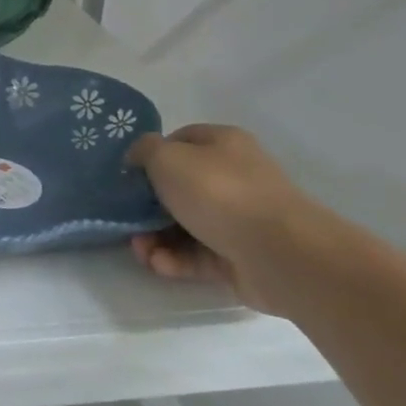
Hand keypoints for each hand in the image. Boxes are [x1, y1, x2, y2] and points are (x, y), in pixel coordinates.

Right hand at [125, 124, 327, 314]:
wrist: (279, 252)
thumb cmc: (218, 193)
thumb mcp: (167, 158)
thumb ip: (145, 150)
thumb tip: (139, 157)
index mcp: (222, 145)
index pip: (179, 141)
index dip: (150, 156)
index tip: (128, 176)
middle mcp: (233, 178)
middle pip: (178, 188)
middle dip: (146, 207)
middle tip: (127, 220)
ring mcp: (238, 219)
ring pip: (184, 225)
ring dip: (155, 238)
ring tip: (141, 251)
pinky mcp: (238, 256)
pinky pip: (198, 255)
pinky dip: (175, 260)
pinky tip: (159, 264)